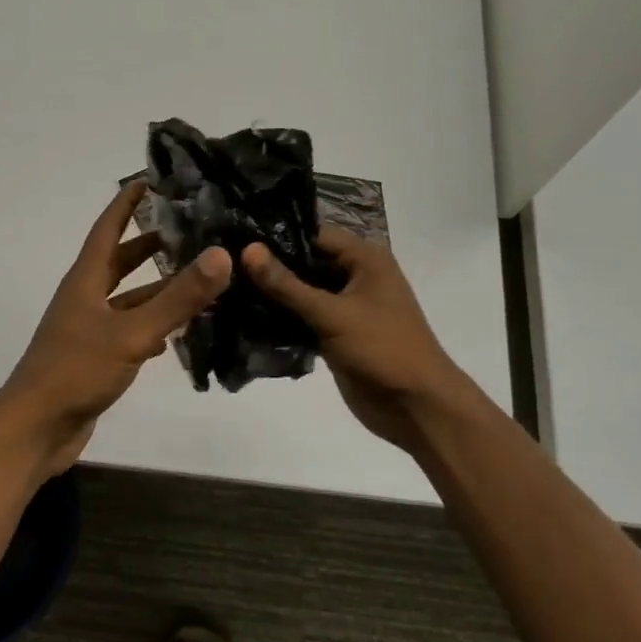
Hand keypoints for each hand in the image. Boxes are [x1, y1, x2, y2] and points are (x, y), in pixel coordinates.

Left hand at [0, 182, 232, 477]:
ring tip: (200, 280)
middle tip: (190, 229)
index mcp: (85, 280)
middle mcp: (85, 299)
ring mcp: (89, 330)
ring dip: (159, 289)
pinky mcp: (97, 359)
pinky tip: (180, 331)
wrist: (36, 429)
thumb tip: (221, 254)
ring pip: (129, 299)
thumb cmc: (76, 371)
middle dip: (150, 244)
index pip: (108, 228)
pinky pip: (130, 331)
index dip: (127, 203)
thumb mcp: (131, 332)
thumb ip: (177, 297)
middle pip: (120, 261)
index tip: (151, 179)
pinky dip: (155, 325)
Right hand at [242, 228, 466, 454]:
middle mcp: (356, 276)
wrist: (416, 407)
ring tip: (227, 287)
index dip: (278, 235)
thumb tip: (247, 249)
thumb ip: (287, 284)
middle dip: (270, 265)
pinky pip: (302, 317)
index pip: (314, 234)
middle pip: (306, 261)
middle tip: (223, 263)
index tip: (235, 237)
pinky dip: (280, 317)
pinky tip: (243, 315)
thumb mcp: (332, 314)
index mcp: (365, 259)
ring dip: (272, 293)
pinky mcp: (335, 333)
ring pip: (301, 291)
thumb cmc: (383, 349)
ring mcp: (345, 307)